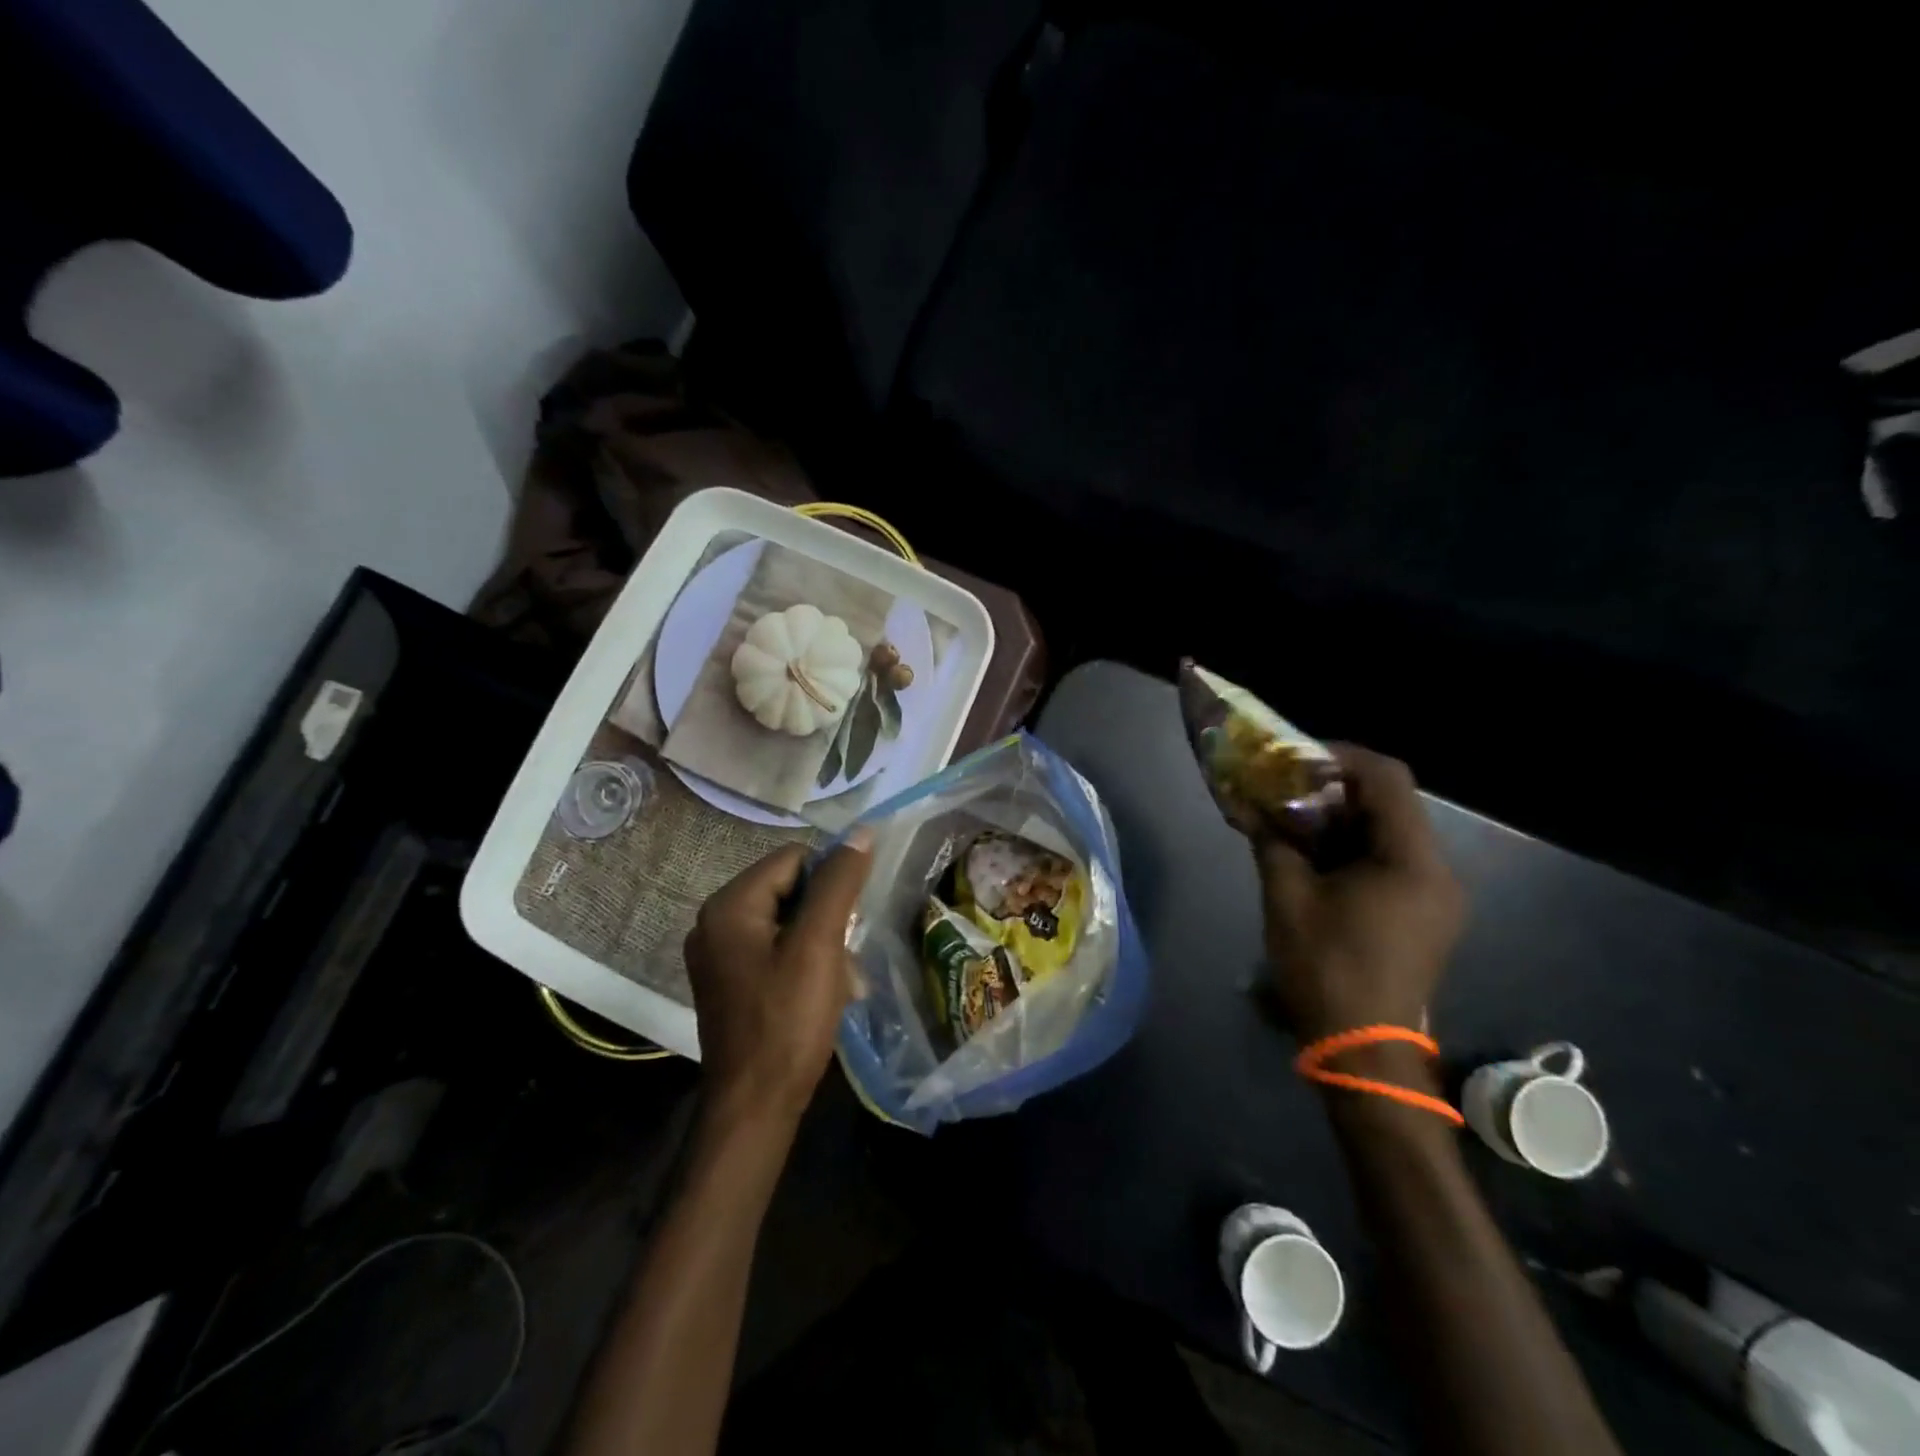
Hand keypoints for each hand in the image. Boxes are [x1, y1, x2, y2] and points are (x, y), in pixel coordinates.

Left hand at [684, 831, 872, 1132]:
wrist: (754, 1108)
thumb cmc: (787, 1022)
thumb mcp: (819, 946)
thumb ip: (838, 885)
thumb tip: (861, 832)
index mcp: (729, 905)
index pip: (793, 859)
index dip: (830, 880)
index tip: (851, 919)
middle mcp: (714, 921)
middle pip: (787, 888)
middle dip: (825, 915)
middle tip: (844, 954)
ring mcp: (718, 954)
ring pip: (785, 920)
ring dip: (819, 940)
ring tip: (838, 978)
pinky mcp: (729, 981)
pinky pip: (773, 948)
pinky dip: (802, 960)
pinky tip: (821, 991)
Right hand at [1254, 745, 1463, 1043]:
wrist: (1363, 1050)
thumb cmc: (1325, 968)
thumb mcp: (1287, 898)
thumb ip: (1272, 841)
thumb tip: (1251, 805)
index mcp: (1412, 862)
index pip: (1388, 778)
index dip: (1340, 757)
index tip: (1294, 758)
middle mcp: (1438, 871)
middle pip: (1391, 804)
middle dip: (1335, 790)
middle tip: (1285, 789)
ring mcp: (1437, 896)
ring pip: (1390, 833)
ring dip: (1341, 820)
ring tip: (1292, 823)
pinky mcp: (1426, 916)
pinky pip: (1392, 862)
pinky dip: (1353, 849)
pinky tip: (1315, 859)